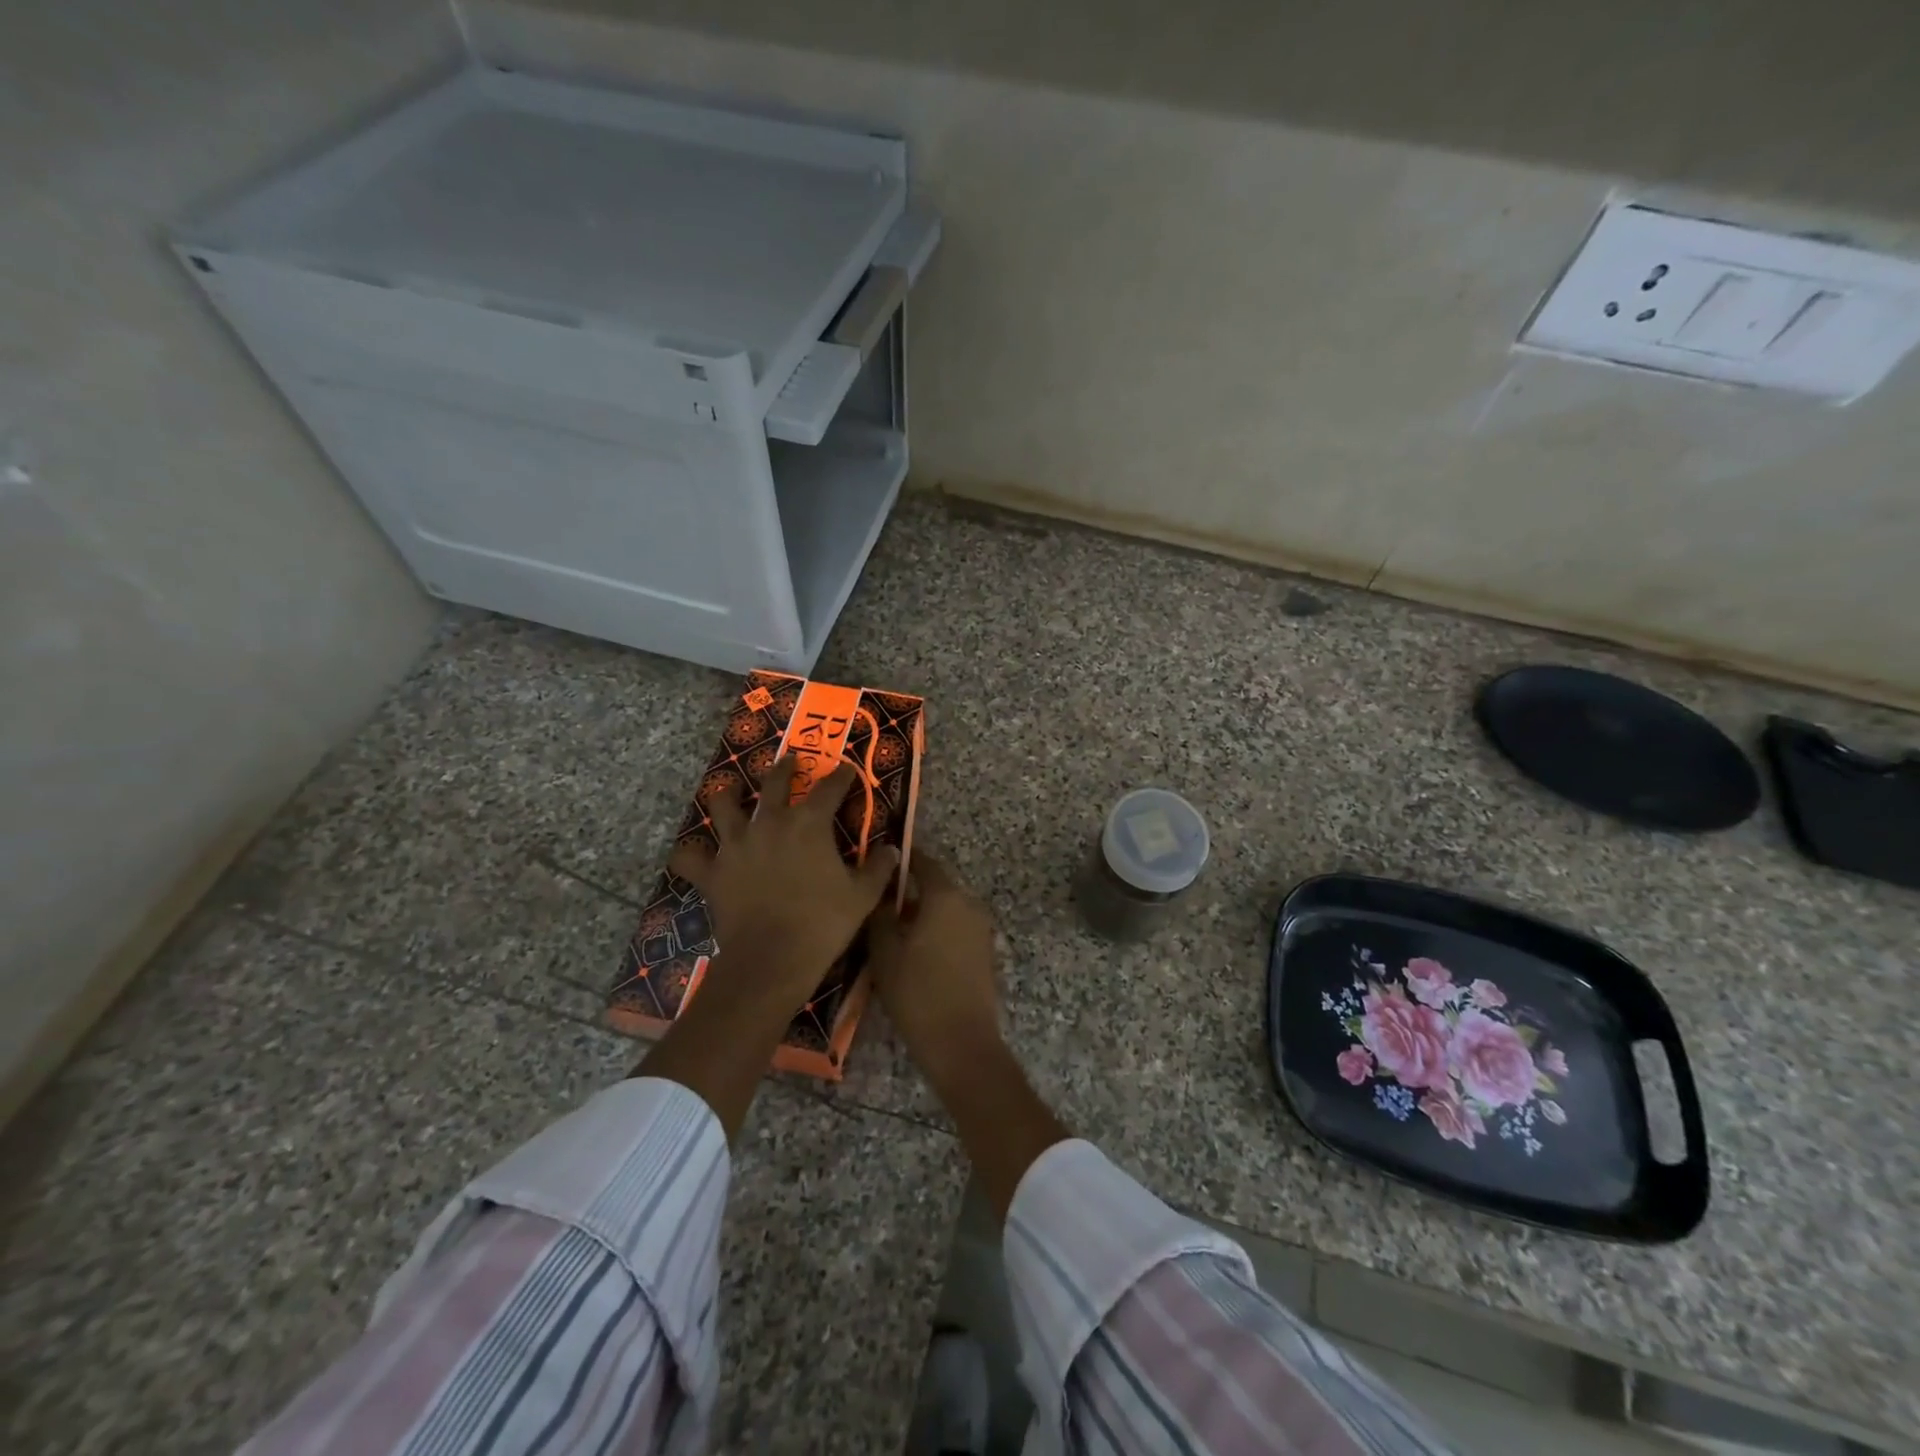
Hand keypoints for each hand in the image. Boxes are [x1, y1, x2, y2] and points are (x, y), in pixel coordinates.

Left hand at [669, 754, 898, 1012]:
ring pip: (723, 805)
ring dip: (727, 796)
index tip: (848, 770)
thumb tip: (892, 850)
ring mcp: (736, 845)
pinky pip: (689, 857)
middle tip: (790, 761)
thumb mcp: (863, 896)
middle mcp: (770, 823)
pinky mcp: (712, 872)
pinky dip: (691, 854)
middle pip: (774, 782)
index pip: (830, 787)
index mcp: (809, 824)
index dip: (842, 776)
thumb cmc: (822, 923)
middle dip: (785, 767)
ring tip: (730, 793)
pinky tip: (695, 854)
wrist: (772, 959)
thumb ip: (879, 868)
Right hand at [867, 855, 1002, 1083]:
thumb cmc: (917, 992)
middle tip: (878, 905)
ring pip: (946, 909)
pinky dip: (937, 932)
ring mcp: (981, 929)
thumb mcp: (884, 951)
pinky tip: (915, 953)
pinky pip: (956, 929)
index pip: (923, 862)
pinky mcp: (985, 952)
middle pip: (936, 887)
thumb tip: (881, 894)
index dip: (901, 861)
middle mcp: (969, 904)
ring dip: (923, 914)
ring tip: (892, 932)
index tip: (879, 864)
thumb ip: (880, 914)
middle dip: (909, 892)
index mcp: (946, 896)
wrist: (961, 1043)